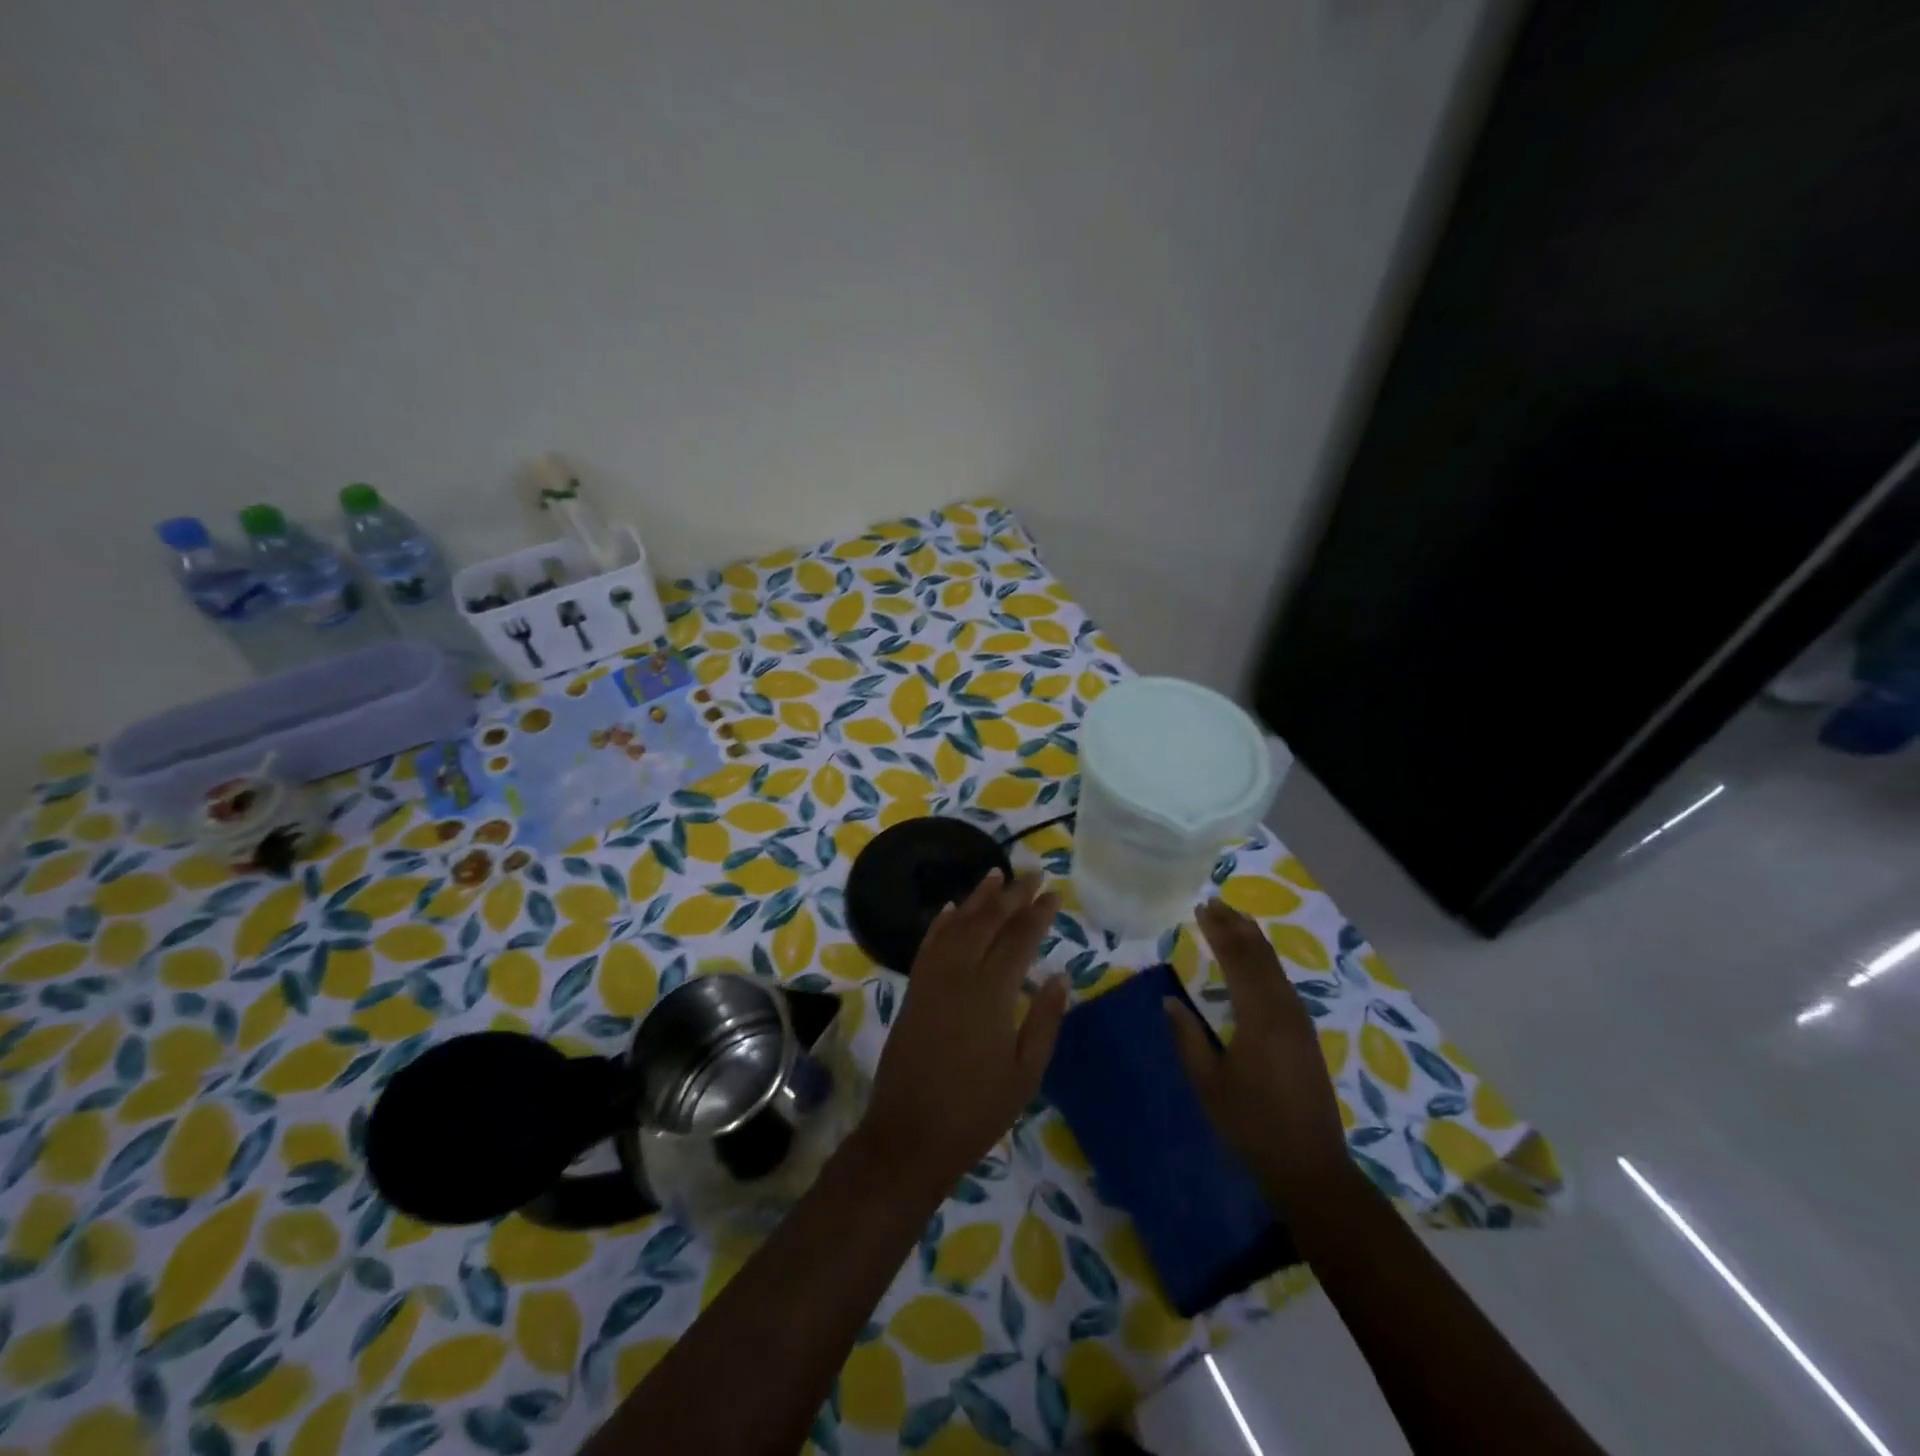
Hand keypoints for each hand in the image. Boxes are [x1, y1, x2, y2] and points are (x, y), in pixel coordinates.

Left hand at [857, 869, 1069, 1199]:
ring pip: (957, 925)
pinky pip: (929, 944)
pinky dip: (942, 922)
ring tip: (996, 874)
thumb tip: (1060, 976)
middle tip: (1033, 873)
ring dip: (977, 898)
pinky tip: (952, 908)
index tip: (1053, 894)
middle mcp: (959, 975)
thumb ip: (1044, 1020)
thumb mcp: (1025, 1074)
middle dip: (1012, 895)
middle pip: (988, 922)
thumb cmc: (977, 1110)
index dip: (1038, 914)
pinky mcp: (914, 990)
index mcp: (991, 993)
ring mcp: (932, 980)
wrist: (910, 1135)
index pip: (1019, 939)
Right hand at [1164, 899, 1349, 1207]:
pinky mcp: (1305, 1036)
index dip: (1219, 931)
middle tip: (1215, 903)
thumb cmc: (1251, 1125)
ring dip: (1254, 941)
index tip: (1201, 908)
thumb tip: (1170, 1000)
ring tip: (1235, 920)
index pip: (1238, 960)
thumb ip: (1187, 1038)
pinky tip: (1257, 963)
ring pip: (1276, 968)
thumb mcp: (1208, 1083)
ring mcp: (1299, 1022)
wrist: (1310, 1167)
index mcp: (1259, 1017)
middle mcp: (1283, 1010)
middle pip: (1261, 956)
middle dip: (1237, 927)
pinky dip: (1266, 962)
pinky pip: (1283, 983)